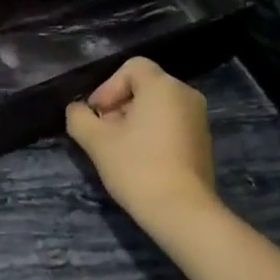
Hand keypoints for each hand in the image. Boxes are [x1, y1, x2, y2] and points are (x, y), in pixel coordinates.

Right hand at [66, 58, 216, 231]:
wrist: (182, 211)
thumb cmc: (137, 167)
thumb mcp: (97, 142)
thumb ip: (79, 118)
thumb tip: (77, 110)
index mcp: (163, 86)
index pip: (132, 67)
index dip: (107, 87)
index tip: (96, 115)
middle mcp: (186, 94)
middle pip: (144, 86)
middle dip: (118, 105)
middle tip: (102, 133)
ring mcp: (199, 119)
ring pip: (158, 107)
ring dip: (134, 120)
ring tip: (118, 149)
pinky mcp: (202, 141)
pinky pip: (171, 124)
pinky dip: (152, 133)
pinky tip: (140, 160)